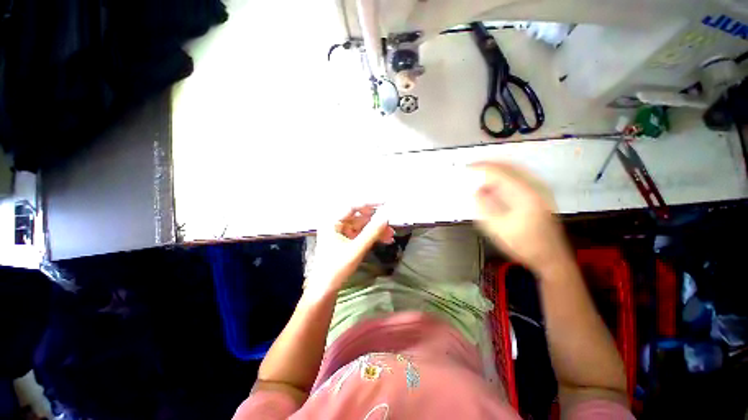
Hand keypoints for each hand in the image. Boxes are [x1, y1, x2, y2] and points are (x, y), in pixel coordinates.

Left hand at [305, 205, 393, 298]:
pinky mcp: (346, 240)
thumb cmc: (336, 268)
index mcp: (332, 222)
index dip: (370, 203)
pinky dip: (372, 236)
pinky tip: (385, 239)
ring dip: (376, 229)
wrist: (325, 288)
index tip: (385, 202)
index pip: (352, 206)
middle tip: (390, 222)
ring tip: (391, 234)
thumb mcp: (356, 249)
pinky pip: (361, 233)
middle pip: (359, 216)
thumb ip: (371, 232)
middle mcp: (336, 223)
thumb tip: (386, 217)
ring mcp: (341, 232)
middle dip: (375, 220)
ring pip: (362, 225)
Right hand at [470, 162, 571, 271]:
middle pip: (509, 166)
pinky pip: (520, 177)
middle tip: (473, 168)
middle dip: (489, 165)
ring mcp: (540, 189)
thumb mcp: (497, 227)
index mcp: (525, 194)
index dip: (482, 168)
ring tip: (481, 174)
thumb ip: (485, 207)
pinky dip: (505, 176)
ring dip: (497, 170)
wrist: (550, 256)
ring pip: (515, 170)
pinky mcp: (540, 194)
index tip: (467, 168)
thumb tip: (476, 191)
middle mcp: (535, 186)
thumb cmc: (522, 244)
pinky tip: (496, 183)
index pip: (499, 172)